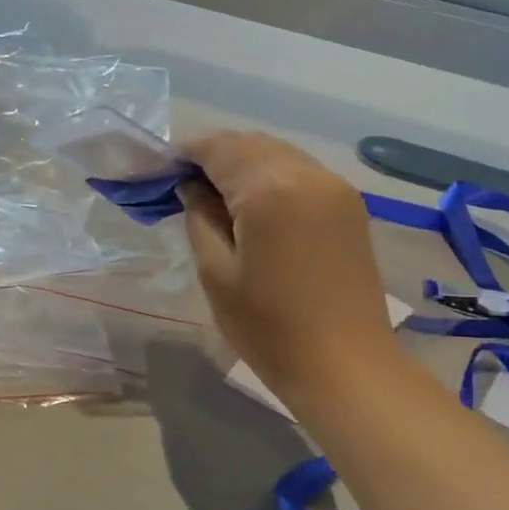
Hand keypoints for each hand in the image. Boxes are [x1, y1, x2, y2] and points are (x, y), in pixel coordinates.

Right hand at [179, 131, 402, 398]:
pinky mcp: (349, 205)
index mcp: (269, 190)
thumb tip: (191, 187)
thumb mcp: (216, 273)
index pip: (218, 148)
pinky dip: (271, 175)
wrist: (345, 366)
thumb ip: (199, 217)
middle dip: (214, 155)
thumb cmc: (269, 328)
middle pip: (250, 144)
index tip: (159, 167)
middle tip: (183, 183)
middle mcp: (307, 174)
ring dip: (243, 163)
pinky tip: (254, 205)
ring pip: (278, 153)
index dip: (185, 152)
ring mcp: (334, 187)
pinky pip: (300, 172)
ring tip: (215, 194)